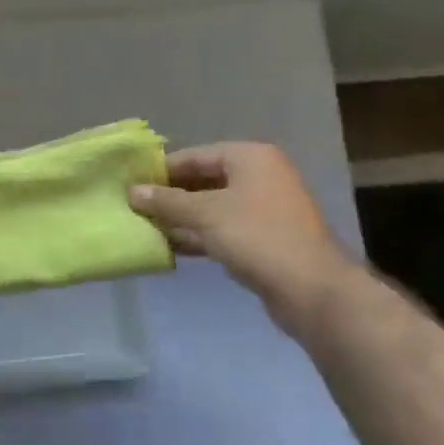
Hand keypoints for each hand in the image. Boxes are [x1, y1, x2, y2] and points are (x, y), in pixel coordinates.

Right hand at [129, 143, 345, 308]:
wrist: (312, 289)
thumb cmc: (257, 237)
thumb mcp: (205, 215)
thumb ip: (167, 202)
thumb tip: (131, 191)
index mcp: (250, 158)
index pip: (195, 155)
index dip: (162, 170)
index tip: (131, 184)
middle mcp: (260, 176)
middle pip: (204, 180)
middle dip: (171, 196)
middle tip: (135, 208)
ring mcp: (264, 209)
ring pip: (212, 207)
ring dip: (182, 218)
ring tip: (146, 228)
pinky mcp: (264, 239)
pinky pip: (223, 229)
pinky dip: (199, 235)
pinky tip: (172, 247)